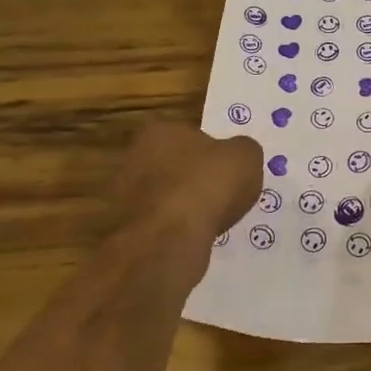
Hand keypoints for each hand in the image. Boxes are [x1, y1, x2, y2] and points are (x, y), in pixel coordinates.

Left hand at [102, 123, 262, 290]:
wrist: (168, 239)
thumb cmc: (207, 184)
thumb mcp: (246, 156)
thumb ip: (243, 150)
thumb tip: (237, 155)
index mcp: (160, 131)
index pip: (189, 134)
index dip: (211, 151)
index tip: (227, 169)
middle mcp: (134, 158)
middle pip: (173, 165)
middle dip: (193, 179)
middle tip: (220, 194)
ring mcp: (124, 196)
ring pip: (163, 197)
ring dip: (183, 206)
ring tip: (211, 221)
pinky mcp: (125, 230)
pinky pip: (158, 226)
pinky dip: (175, 231)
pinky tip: (194, 239)